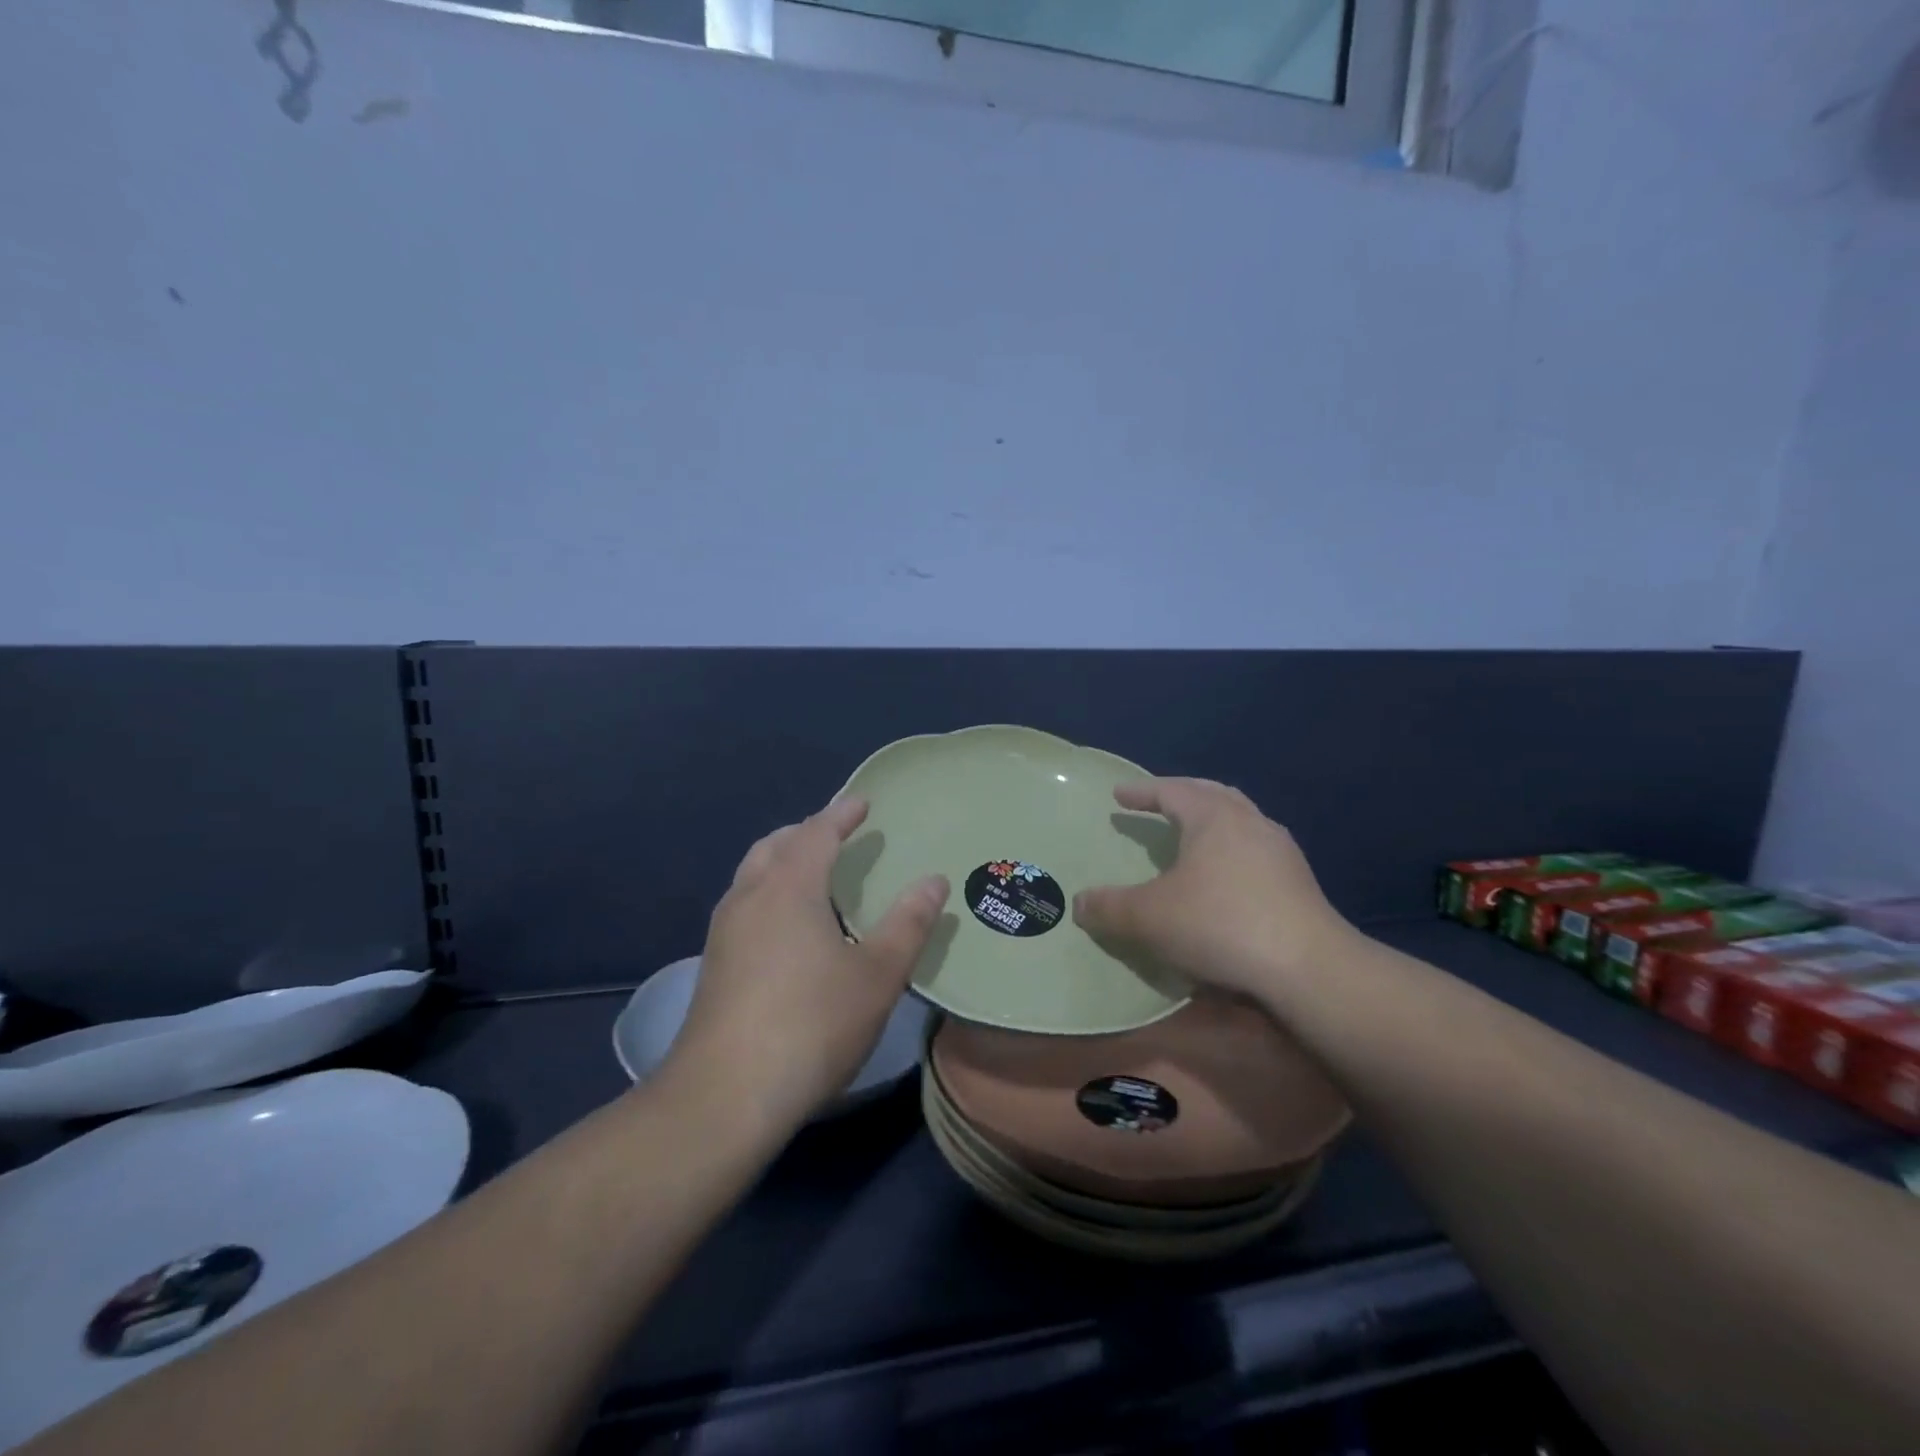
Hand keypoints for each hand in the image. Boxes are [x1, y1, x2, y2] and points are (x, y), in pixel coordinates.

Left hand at [667, 797, 948, 1129]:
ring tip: (813, 875)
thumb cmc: (812, 1024)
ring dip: (782, 861)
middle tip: (837, 834)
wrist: (725, 1095)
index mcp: (789, 886)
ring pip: (753, 874)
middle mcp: (749, 896)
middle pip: (775, 845)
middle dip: (806, 832)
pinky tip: (787, 927)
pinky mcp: (714, 964)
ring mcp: (724, 931)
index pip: (817, 831)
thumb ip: (908, 923)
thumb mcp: (877, 975)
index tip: (862, 802)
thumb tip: (934, 880)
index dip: (841, 813)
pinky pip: (744, 904)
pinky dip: (769, 892)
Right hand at [1073, 778, 1353, 999]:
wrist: (1308, 968)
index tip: (1119, 794)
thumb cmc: (1221, 924)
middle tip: (1157, 800)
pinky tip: (1225, 872)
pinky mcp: (1298, 881)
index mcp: (1213, 817)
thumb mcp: (1150, 918)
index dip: (1142, 791)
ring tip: (1192, 832)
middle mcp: (1250, 822)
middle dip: (1181, 794)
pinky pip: (1255, 847)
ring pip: (1240, 818)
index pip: (1171, 790)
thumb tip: (1079, 903)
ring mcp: (1280, 850)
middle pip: (1211, 794)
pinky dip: (1231, 846)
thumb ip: (1110, 908)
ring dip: (1211, 818)